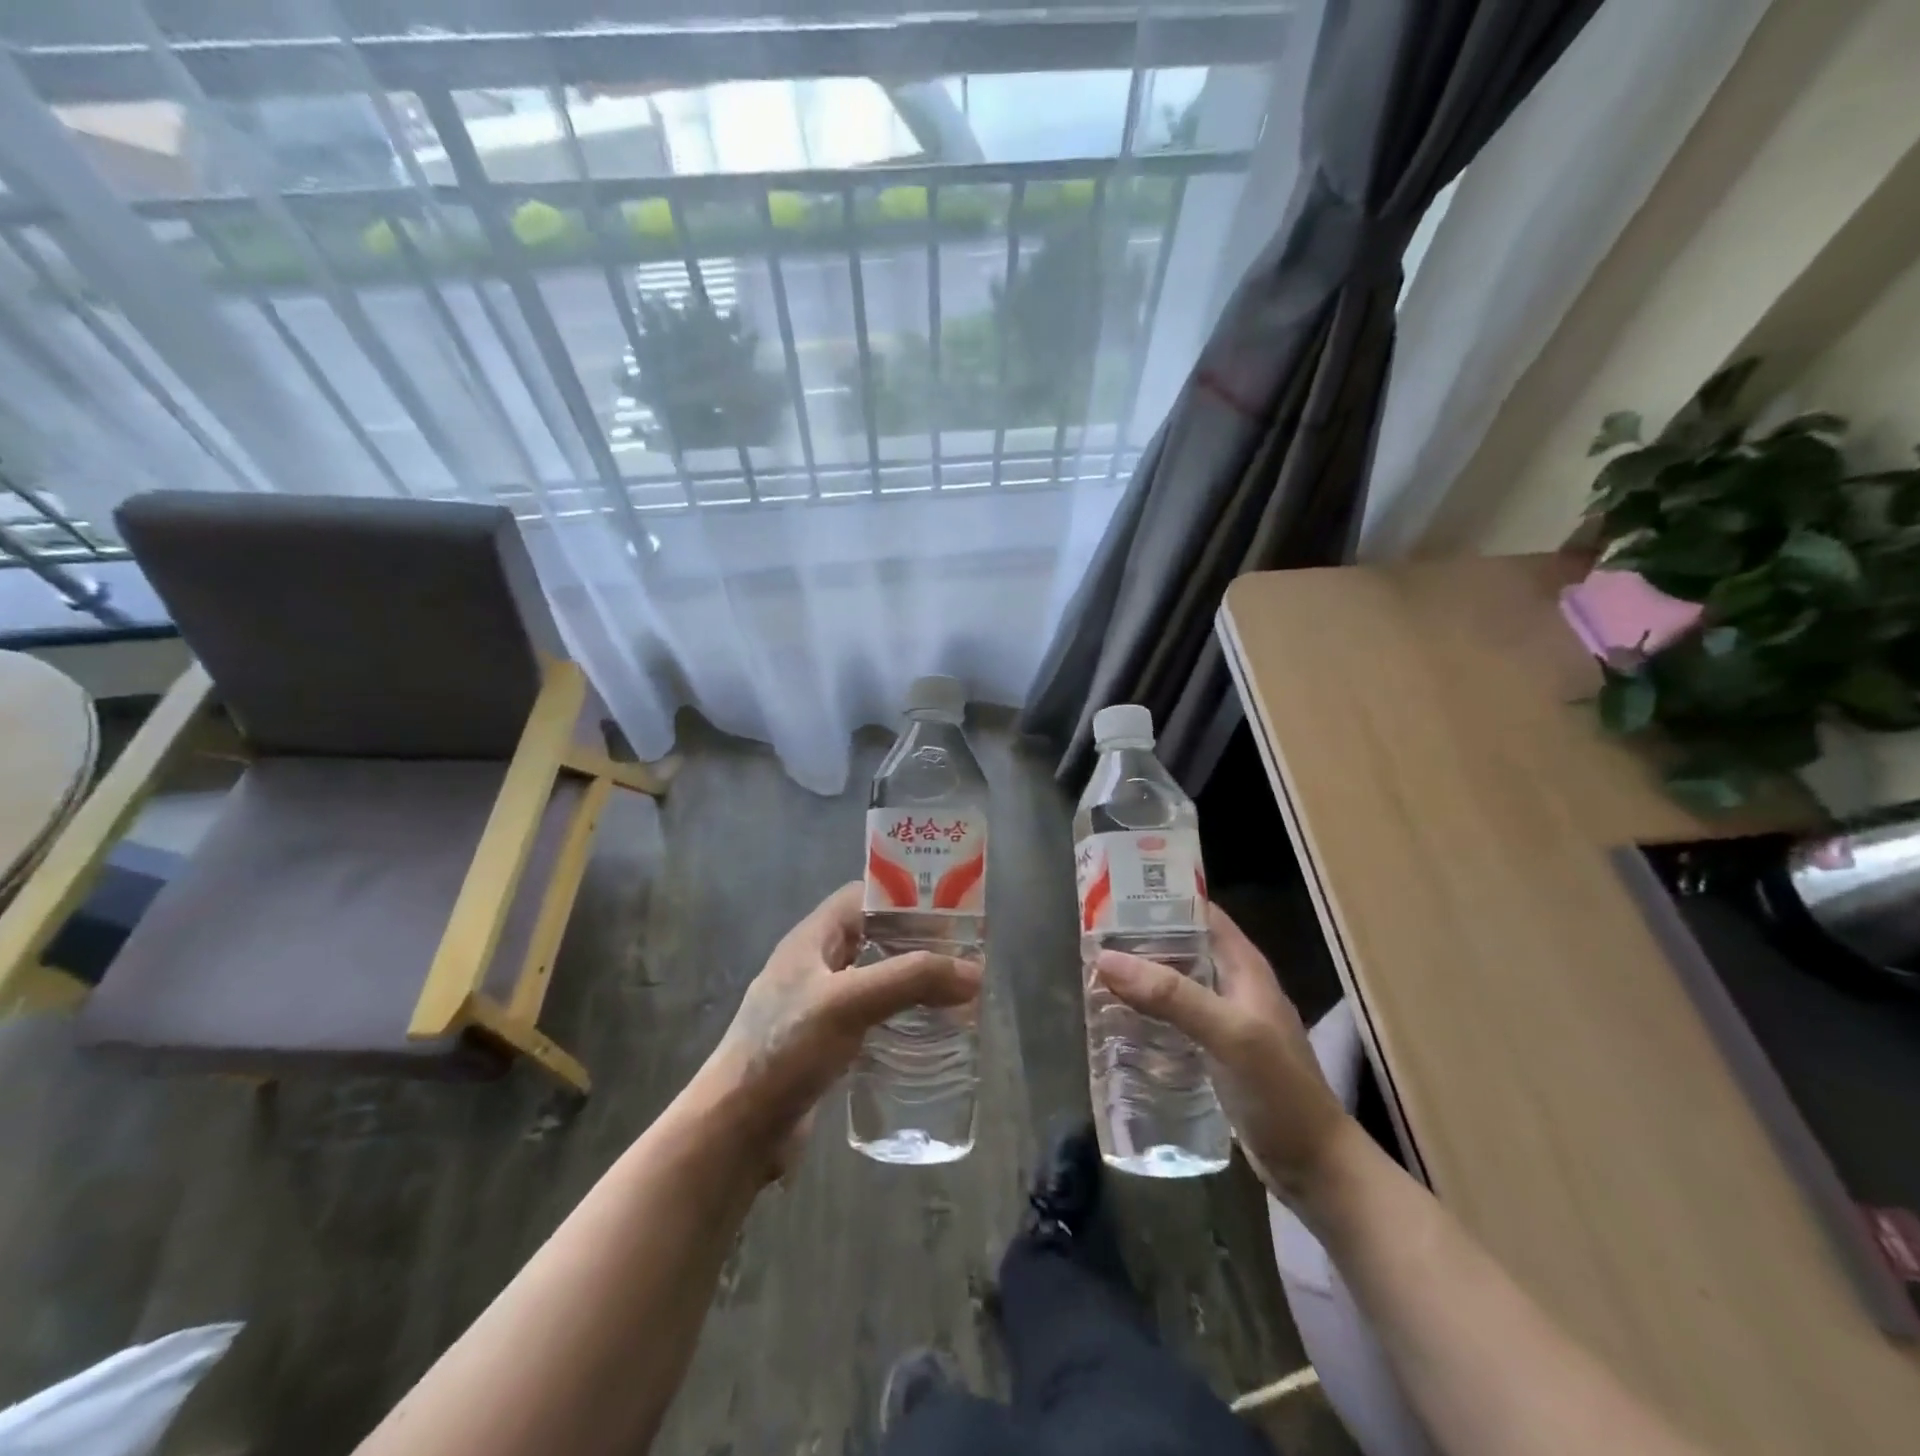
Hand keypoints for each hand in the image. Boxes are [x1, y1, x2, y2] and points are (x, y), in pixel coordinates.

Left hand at [699, 882, 980, 1179]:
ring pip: (875, 980)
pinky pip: (871, 1018)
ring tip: (956, 993)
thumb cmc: (786, 1050)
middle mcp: (815, 966)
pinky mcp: (825, 1046)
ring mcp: (818, 1007)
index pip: (862, 897)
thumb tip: (974, 971)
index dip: (903, 897)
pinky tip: (927, 1034)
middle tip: (963, 956)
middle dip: (916, 943)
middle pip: (874, 938)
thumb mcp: (850, 1002)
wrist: (736, 1130)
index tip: (949, 910)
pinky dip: (899, 1019)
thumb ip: (911, 980)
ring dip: (911, 983)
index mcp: (812, 939)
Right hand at [1094, 903, 1351, 1204]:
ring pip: (1175, 986)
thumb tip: (1106, 958)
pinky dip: (1148, 1016)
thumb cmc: (1280, 1091)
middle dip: (1140, 941)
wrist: (1316, 1169)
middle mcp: (1234, 987)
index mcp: (1245, 967)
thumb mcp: (1228, 1034)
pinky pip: (1174, 1022)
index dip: (1162, 899)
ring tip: (1094, 976)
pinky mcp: (1215, 1055)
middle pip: (1182, 948)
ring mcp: (1225, 1023)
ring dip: (1140, 980)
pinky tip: (1118, 1024)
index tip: (1114, 895)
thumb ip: (1172, 995)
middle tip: (1091, 938)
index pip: (1201, 914)